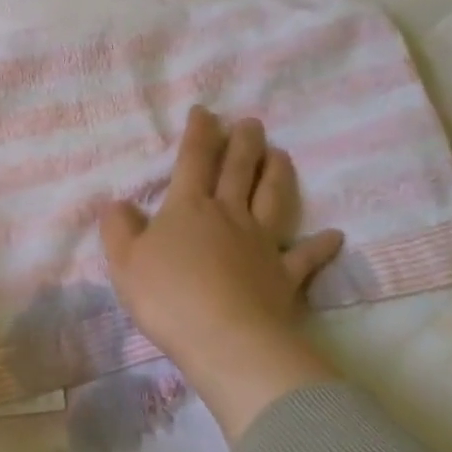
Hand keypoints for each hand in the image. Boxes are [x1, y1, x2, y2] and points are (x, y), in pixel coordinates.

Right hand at [99, 106, 344, 440]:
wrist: (227, 340)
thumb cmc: (168, 296)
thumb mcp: (124, 260)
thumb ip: (119, 227)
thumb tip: (119, 203)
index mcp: (188, 208)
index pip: (194, 160)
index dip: (198, 133)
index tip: (205, 111)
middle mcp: (229, 215)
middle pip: (238, 171)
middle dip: (243, 143)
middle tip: (252, 122)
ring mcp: (262, 244)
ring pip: (272, 200)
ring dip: (276, 175)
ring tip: (281, 154)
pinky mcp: (285, 277)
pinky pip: (305, 257)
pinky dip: (320, 246)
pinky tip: (333, 236)